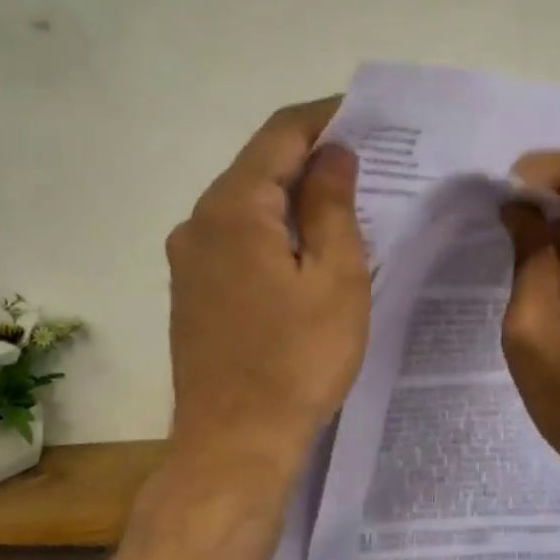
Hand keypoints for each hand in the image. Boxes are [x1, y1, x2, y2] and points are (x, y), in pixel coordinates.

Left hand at [167, 99, 370, 477]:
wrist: (234, 445)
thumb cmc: (297, 361)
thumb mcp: (335, 279)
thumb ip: (333, 206)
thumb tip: (334, 155)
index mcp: (233, 208)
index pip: (280, 134)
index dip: (325, 117)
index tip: (368, 115)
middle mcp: (199, 221)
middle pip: (260, 165)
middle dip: (313, 156)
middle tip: (369, 160)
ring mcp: (189, 258)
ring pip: (248, 204)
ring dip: (294, 195)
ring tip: (347, 202)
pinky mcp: (193, 290)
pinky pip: (238, 239)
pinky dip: (274, 229)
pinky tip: (308, 247)